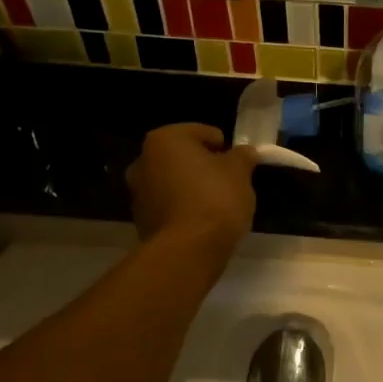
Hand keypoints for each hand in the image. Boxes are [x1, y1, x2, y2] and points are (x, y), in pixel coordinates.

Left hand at [126, 124, 260, 249]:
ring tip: (216, 204)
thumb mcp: (239, 171)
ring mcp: (137, 192)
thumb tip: (245, 152)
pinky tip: (202, 221)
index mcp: (165, 139)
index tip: (237, 163)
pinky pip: (168, 205)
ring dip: (191, 187)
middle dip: (203, 166)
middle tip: (228, 181)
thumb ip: (242, 156)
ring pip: (172, 181)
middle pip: (182, 156)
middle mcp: (143, 160)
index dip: (223, 146)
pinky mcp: (140, 220)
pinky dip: (183, 208)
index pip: (201, 132)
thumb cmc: (215, 198)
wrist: (188, 250)